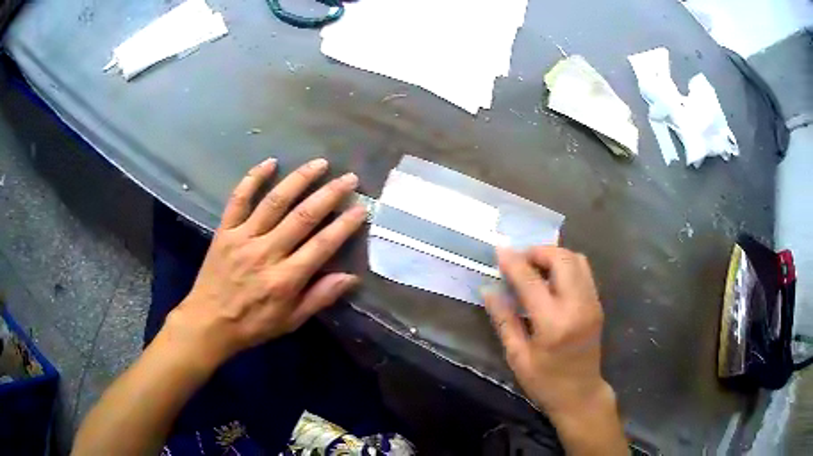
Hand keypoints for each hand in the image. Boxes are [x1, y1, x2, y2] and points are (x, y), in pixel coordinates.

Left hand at [163, 157, 366, 366]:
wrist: (209, 322)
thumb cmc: (253, 324)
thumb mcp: (291, 321)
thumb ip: (320, 298)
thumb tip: (351, 277)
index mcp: (285, 279)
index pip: (322, 245)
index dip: (345, 225)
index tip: (361, 208)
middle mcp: (266, 253)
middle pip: (303, 216)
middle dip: (329, 194)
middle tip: (349, 178)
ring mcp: (243, 238)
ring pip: (274, 202)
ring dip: (299, 179)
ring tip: (319, 164)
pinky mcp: (225, 231)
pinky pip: (238, 199)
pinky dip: (253, 178)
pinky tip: (270, 162)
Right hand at [483, 246, 609, 417]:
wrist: (580, 394)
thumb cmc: (545, 381)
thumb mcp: (517, 356)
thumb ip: (504, 320)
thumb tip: (489, 290)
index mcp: (554, 323)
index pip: (531, 281)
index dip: (513, 262)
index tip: (499, 250)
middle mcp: (578, 306)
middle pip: (562, 259)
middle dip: (538, 251)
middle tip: (519, 260)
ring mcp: (592, 303)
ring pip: (576, 259)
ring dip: (554, 255)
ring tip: (534, 266)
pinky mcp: (597, 304)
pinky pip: (583, 271)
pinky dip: (565, 265)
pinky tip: (551, 278)